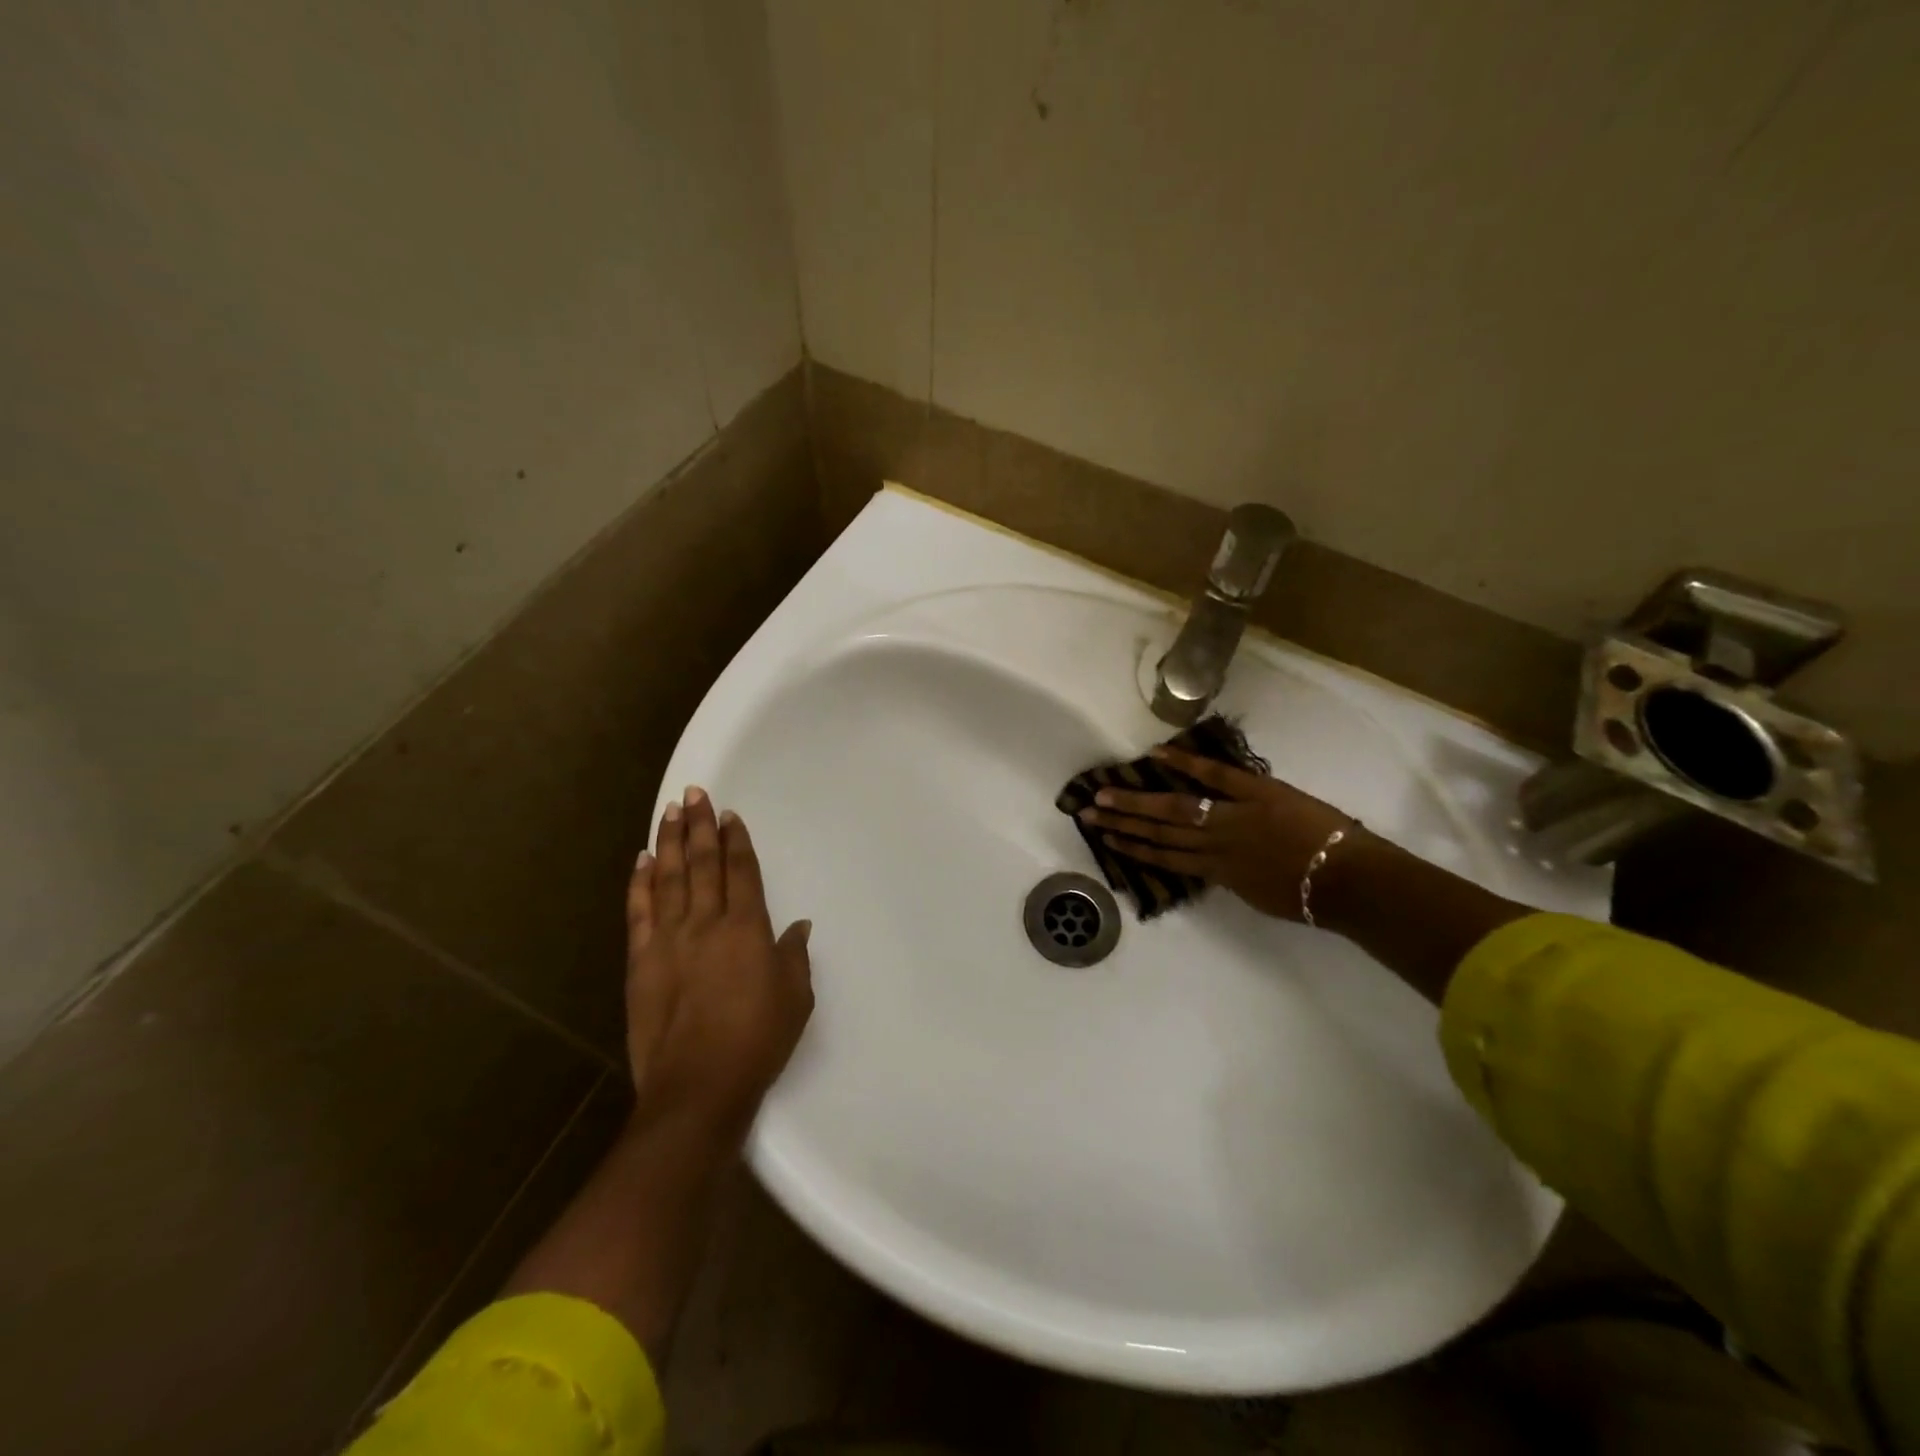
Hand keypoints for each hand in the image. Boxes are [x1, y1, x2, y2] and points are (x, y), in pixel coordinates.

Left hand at [626, 787, 813, 1133]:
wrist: (698, 1088)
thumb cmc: (758, 1041)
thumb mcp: (795, 998)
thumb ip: (794, 956)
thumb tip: (798, 926)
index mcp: (747, 929)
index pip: (741, 871)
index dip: (736, 840)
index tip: (729, 814)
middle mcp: (706, 924)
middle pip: (703, 864)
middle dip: (701, 826)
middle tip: (694, 793)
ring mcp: (668, 940)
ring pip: (669, 878)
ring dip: (670, 842)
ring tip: (670, 812)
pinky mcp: (640, 962)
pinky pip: (639, 912)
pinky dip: (640, 884)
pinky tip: (642, 861)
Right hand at [1076, 746, 1357, 922]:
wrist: (1348, 881)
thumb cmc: (1310, 896)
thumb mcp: (1260, 896)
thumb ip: (1233, 878)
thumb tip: (1214, 866)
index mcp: (1216, 871)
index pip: (1164, 858)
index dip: (1132, 849)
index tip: (1105, 839)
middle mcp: (1213, 844)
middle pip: (1159, 832)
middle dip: (1121, 822)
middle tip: (1086, 812)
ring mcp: (1231, 816)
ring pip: (1175, 808)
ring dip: (1137, 801)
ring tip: (1105, 793)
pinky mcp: (1255, 792)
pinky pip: (1215, 775)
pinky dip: (1185, 763)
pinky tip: (1156, 755)